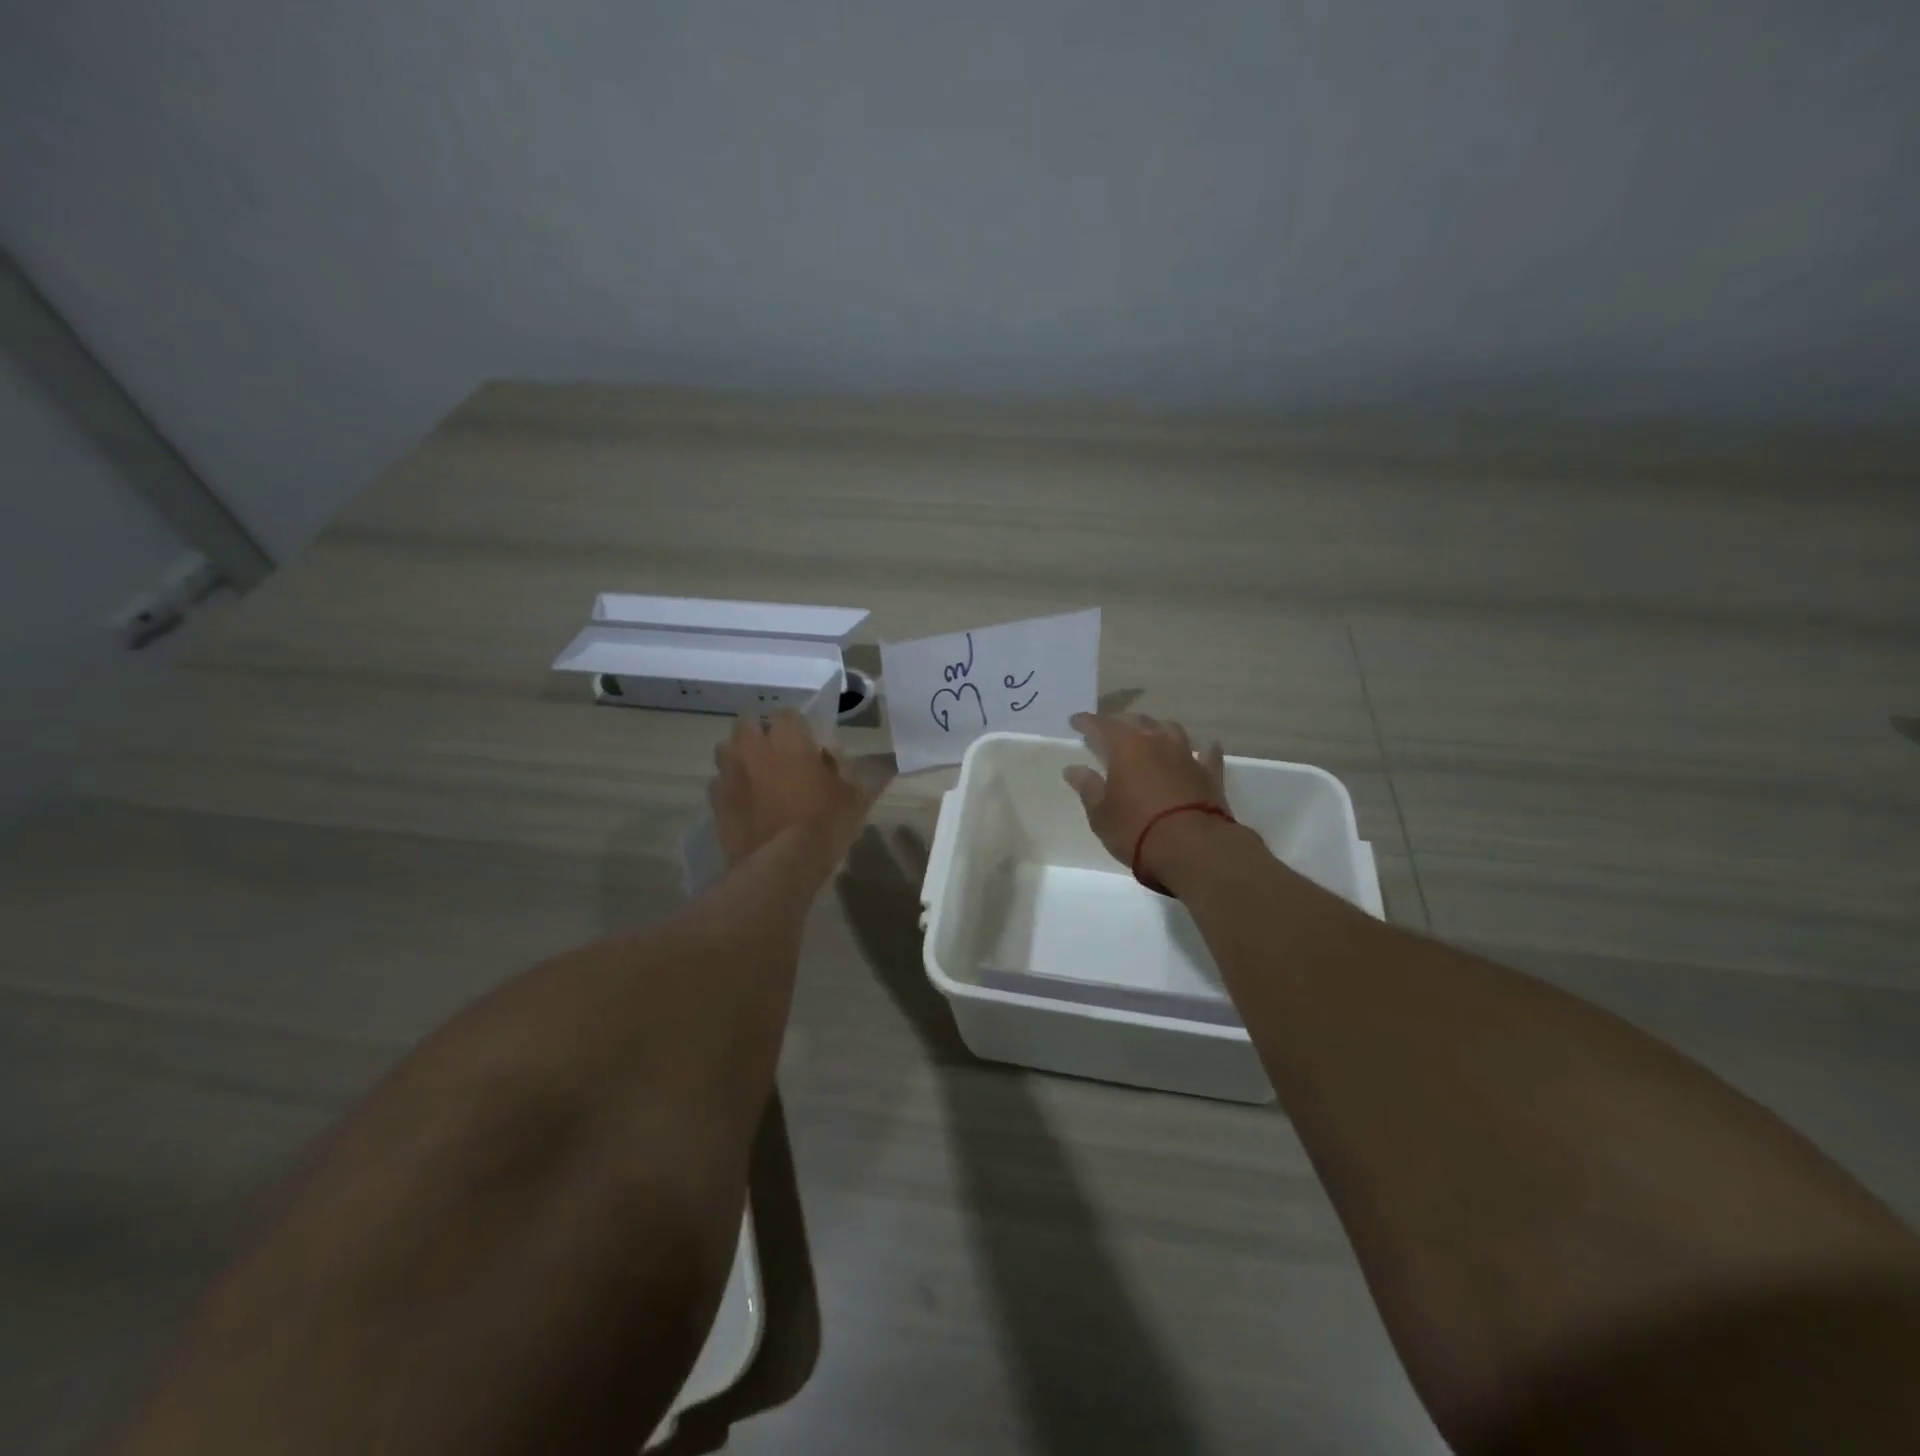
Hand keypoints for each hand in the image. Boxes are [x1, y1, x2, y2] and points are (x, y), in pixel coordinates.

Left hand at [710, 711, 877, 868]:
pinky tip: (747, 804)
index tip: (809, 742)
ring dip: (741, 756)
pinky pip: (721, 783)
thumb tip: (840, 756)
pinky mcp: (715, 801)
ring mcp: (729, 773)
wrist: (781, 866)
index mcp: (788, 737)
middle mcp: (752, 747)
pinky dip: (732, 787)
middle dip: (761, 733)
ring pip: (728, 750)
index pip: (788, 713)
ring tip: (758, 776)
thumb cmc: (824, 822)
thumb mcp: (855, 796)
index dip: (798, 726)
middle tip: (780, 755)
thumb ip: (850, 769)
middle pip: (748, 723)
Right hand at [1063, 712, 1228, 875]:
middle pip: (1137, 721)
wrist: (1192, 847)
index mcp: (1126, 747)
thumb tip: (1073, 769)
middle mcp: (1157, 741)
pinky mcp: (1210, 774)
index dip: (1086, 722)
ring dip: (1157, 729)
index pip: (1101, 725)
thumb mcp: (1101, 813)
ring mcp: (1187, 755)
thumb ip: (1088, 787)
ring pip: (1171, 729)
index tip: (1075, 721)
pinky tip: (1203, 748)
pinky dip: (1202, 749)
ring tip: (1150, 734)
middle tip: (1109, 730)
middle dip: (1120, 722)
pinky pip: (1207, 753)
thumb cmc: (1136, 829)